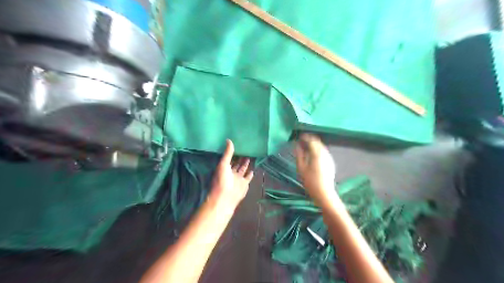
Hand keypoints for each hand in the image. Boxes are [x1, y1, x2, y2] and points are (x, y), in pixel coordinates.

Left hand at [210, 141, 255, 211]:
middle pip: (237, 163)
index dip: (233, 153)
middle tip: (246, 149)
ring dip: (246, 163)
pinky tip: (253, 169)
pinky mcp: (244, 183)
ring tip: (250, 155)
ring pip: (243, 169)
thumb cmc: (222, 179)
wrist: (225, 197)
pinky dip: (250, 173)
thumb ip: (228, 153)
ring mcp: (238, 178)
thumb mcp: (223, 164)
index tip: (238, 145)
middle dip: (241, 157)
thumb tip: (229, 140)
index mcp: (224, 168)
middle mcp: (231, 172)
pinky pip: (248, 177)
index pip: (230, 158)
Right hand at [297, 133, 337, 205]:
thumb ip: (299, 155)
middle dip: (309, 140)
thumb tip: (297, 145)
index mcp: (317, 153)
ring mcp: (329, 158)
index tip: (299, 137)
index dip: (305, 137)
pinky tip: (312, 155)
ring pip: (321, 147)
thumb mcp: (301, 168)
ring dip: (314, 145)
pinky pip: (323, 152)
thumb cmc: (310, 181)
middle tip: (301, 142)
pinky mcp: (330, 163)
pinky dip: (317, 150)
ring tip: (305, 148)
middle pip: (317, 142)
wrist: (324, 193)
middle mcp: (325, 153)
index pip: (311, 140)